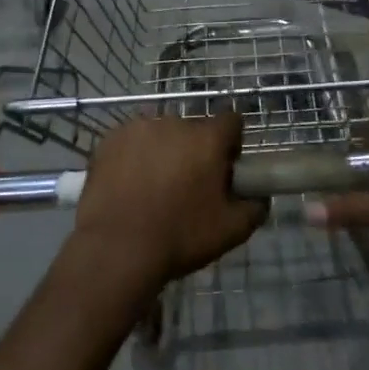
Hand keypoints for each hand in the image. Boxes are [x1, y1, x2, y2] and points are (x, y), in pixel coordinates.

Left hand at [70, 112, 264, 296]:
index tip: (225, 169)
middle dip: (195, 151)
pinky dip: (134, 157)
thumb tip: (260, 197)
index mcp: (207, 138)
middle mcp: (173, 123)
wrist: (117, 248)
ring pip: (160, 134)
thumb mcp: (231, 231)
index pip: (231, 121)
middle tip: (189, 185)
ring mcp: (137, 129)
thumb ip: (254, 208)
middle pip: (193, 129)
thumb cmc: (180, 236)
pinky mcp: (109, 141)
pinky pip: (131, 143)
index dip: (232, 143)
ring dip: (163, 151)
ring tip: (154, 187)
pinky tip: (129, 185)